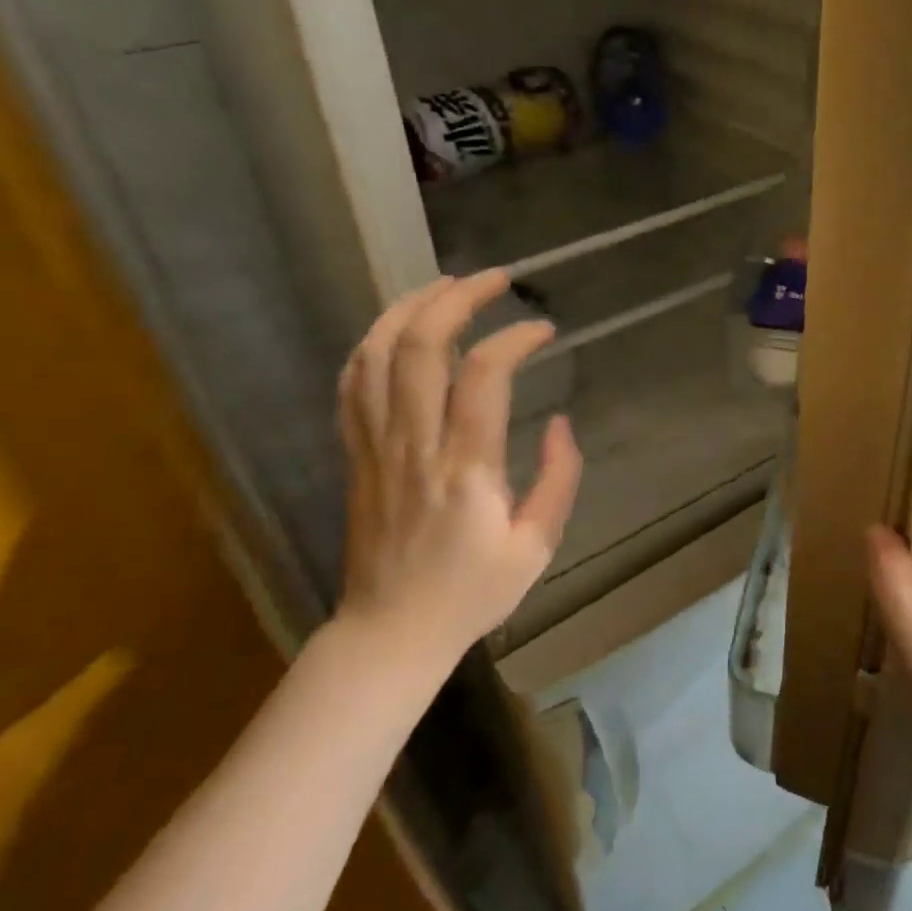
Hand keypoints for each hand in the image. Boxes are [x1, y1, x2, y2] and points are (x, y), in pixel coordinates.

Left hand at [333, 271, 582, 664]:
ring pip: (376, 355)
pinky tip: (398, 328)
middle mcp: (414, 446)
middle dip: (456, 298)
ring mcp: (376, 447)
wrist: (391, 631)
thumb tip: (560, 422)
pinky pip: (351, 384)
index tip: (543, 329)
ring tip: (445, 285)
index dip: (514, 337)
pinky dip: (372, 343)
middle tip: (493, 279)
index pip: (483, 375)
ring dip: (409, 307)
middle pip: (419, 346)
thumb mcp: (538, 547)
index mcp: (465, 470)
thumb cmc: (471, 592)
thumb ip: (558, 479)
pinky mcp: (356, 454)